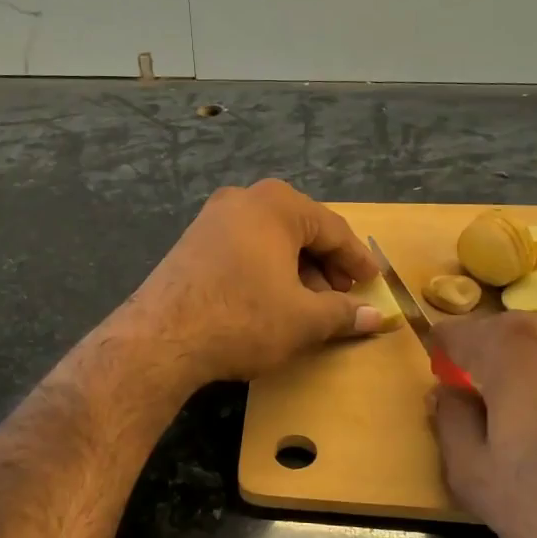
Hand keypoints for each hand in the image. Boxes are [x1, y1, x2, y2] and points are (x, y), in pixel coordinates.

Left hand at [120, 180, 383, 386]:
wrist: (161, 337)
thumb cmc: (243, 318)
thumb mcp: (303, 319)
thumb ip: (343, 313)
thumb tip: (375, 317)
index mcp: (277, 204)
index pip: (332, 229)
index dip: (356, 259)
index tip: (373, 282)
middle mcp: (243, 199)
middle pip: (299, 231)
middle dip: (325, 266)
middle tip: (342, 298)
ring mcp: (211, 219)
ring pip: (269, 241)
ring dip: (295, 271)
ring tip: (309, 307)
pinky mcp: (191, 243)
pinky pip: (243, 250)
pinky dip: (265, 271)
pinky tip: (270, 302)